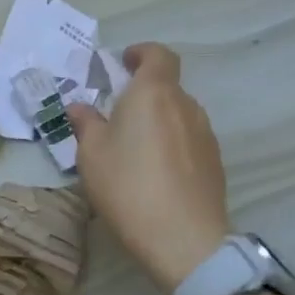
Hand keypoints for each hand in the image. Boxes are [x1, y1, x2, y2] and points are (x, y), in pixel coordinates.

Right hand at [67, 43, 230, 292]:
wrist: (185, 241)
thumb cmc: (129, 186)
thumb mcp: (92, 154)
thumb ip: (86, 123)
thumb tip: (80, 107)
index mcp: (154, 93)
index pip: (158, 55)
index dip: (141, 53)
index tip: (123, 62)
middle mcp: (185, 106)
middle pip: (167, 86)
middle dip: (143, 93)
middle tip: (116, 114)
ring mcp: (205, 135)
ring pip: (178, 114)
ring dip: (158, 120)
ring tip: (134, 148)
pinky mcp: (215, 163)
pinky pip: (188, 140)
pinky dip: (171, 144)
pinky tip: (155, 173)